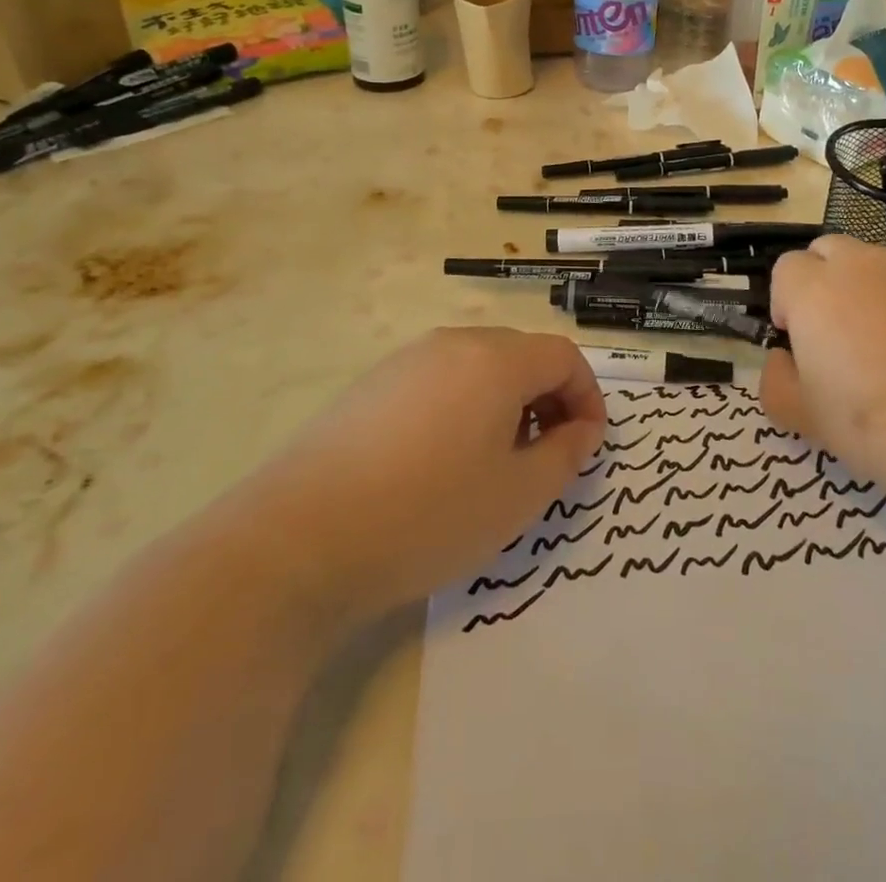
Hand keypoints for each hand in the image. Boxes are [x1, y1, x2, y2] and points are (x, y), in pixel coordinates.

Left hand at [244, 328, 604, 620]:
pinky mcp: (371, 385)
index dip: (587, 396)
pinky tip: (440, 462)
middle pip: (521, 355)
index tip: (587, 445)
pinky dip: (463, 407)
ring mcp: (405, 361)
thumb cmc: (428, 514)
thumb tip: (581, 430)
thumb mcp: (517, 496)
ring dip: (505, 403)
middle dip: (548, 399)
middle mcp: (452, 344)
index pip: (563, 356)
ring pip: (478, 367)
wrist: (298, 540)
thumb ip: (565, 455)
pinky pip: (438, 381)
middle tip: (546, 455)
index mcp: (495, 360)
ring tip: (495, 462)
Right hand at [759, 236, 885, 512]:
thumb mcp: (809, 420)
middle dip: (825, 283)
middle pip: (830, 252)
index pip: (786, 269)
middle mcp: (864, 264)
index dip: (787, 303)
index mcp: (816, 289)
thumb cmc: (884, 426)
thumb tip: (783, 359)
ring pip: (880, 266)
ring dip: (873, 292)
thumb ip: (777, 382)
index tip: (800, 343)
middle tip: (841, 337)